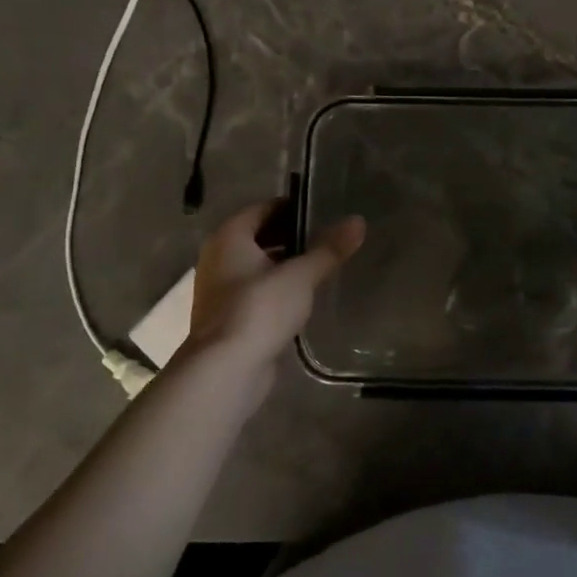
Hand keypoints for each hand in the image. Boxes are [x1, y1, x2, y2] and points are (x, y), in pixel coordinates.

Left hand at [188, 201, 364, 365]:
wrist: (226, 370)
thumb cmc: (260, 309)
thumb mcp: (301, 276)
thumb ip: (329, 249)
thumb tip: (358, 221)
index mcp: (229, 237)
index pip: (263, 208)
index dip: (293, 207)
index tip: (324, 212)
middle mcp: (219, 258)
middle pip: (259, 236)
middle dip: (291, 236)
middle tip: (328, 237)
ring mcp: (220, 289)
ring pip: (258, 265)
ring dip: (285, 263)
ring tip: (322, 265)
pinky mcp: (229, 316)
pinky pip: (257, 290)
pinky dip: (278, 287)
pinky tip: (304, 295)